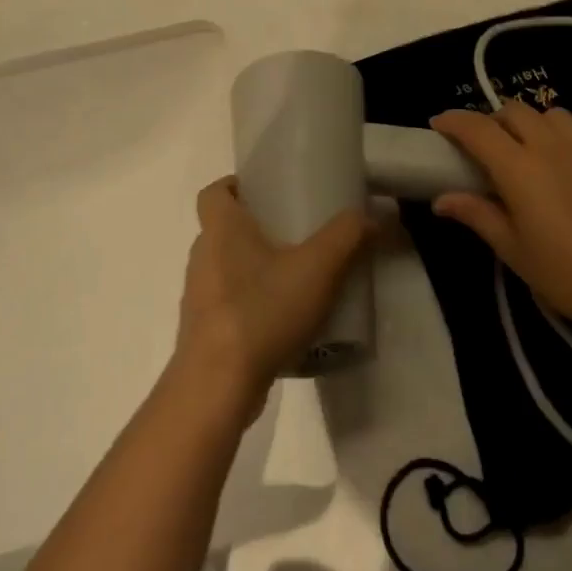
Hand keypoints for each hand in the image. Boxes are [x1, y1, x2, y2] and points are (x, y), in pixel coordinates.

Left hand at [174, 177, 371, 423]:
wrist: (218, 385)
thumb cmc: (262, 311)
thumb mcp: (318, 267)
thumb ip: (348, 236)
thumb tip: (372, 215)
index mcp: (221, 230)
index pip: (213, 192)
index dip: (235, 185)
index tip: (265, 191)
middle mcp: (202, 257)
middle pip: (225, 230)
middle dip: (258, 228)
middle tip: (298, 234)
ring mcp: (199, 298)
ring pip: (228, 269)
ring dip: (257, 269)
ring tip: (298, 279)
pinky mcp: (204, 333)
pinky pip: (230, 305)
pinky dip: (253, 304)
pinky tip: (286, 322)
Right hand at [429, 101, 571, 344]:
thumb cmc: (568, 275)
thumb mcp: (514, 251)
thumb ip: (478, 216)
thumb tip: (441, 200)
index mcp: (519, 168)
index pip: (477, 129)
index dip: (454, 121)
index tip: (439, 125)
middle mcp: (553, 147)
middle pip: (515, 111)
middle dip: (493, 120)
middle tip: (485, 146)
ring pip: (555, 114)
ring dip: (535, 124)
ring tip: (532, 150)